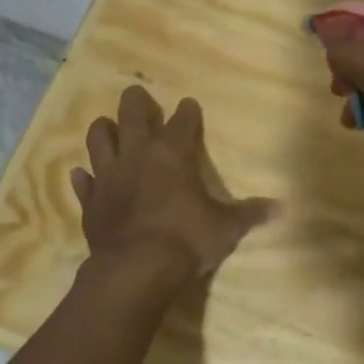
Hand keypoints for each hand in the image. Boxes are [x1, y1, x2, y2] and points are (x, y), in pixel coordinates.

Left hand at [71, 86, 278, 278]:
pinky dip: (83, 177)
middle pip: (131, 115)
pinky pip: (83, 183)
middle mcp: (137, 156)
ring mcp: (108, 177)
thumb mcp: (226, 228)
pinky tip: (82, 174)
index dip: (187, 112)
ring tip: (107, 126)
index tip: (189, 104)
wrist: (136, 270)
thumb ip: (249, 214)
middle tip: (137, 94)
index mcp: (172, 154)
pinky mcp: (90, 202)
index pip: (181, 122)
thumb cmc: (186, 240)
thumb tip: (281, 207)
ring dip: (103, 130)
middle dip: (135, 102)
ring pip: (98, 140)